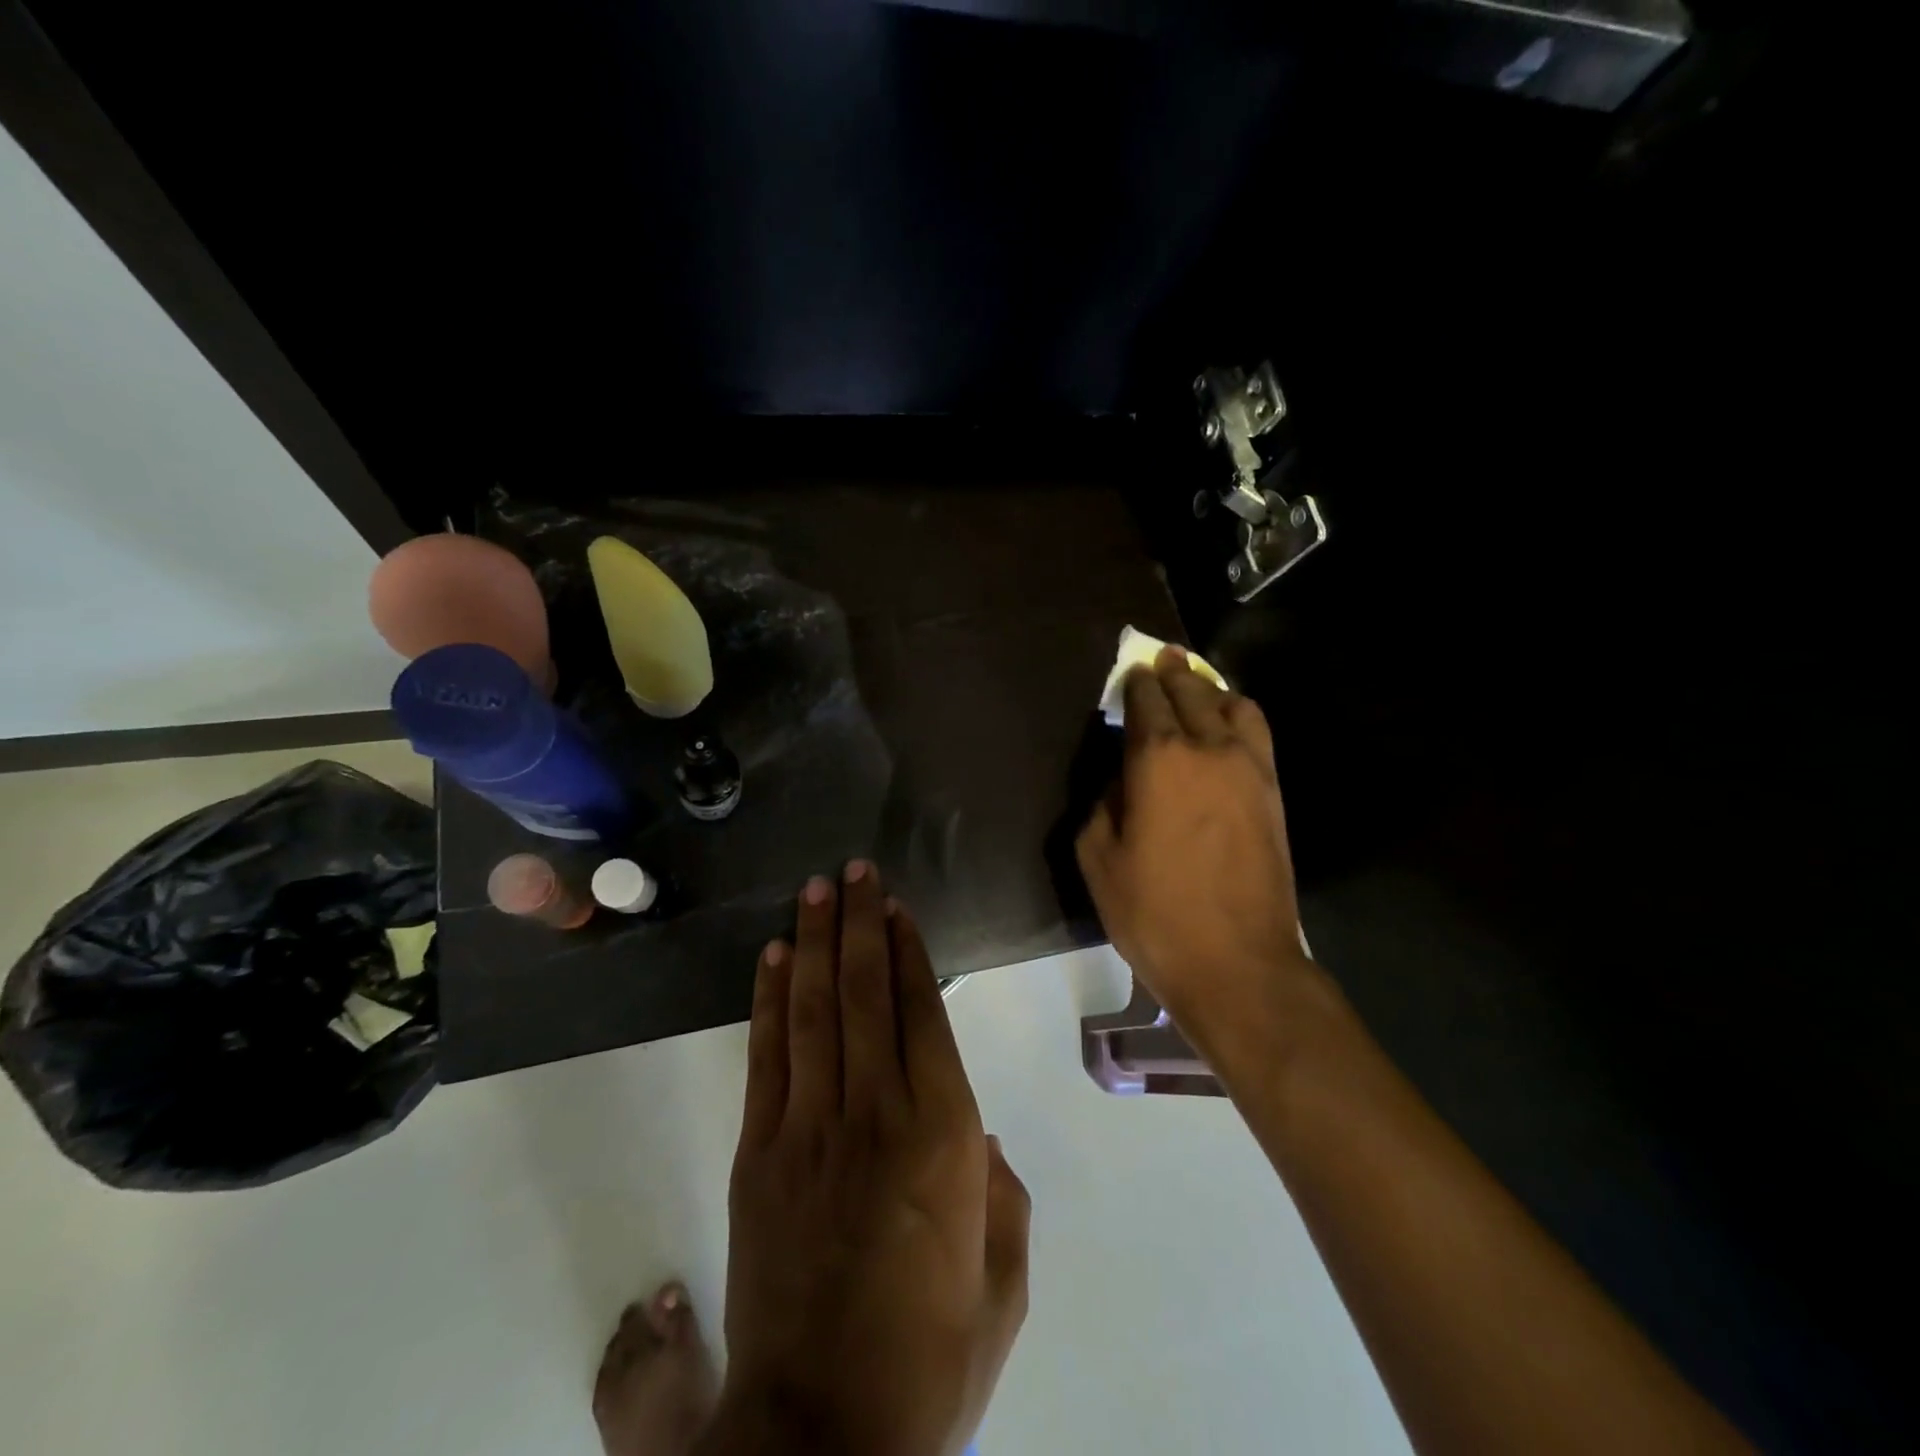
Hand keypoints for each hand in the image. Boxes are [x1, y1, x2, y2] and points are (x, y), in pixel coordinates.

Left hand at [708, 863, 1029, 1455]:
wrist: (823, 1434)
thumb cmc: (930, 1357)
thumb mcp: (1002, 1282)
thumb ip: (1002, 1197)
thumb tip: (978, 1135)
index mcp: (943, 1135)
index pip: (921, 1013)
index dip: (908, 952)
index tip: (898, 907)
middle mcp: (875, 1111)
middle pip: (864, 992)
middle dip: (860, 923)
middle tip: (856, 870)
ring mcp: (810, 1127)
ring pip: (813, 1009)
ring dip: (815, 942)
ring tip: (818, 890)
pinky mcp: (760, 1153)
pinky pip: (768, 1056)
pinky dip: (770, 999)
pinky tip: (772, 957)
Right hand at [1075, 646, 1311, 1025]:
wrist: (1237, 962)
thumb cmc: (1154, 912)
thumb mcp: (1098, 859)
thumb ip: (1101, 806)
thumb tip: (1119, 783)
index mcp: (1159, 758)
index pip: (1147, 700)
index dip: (1135, 683)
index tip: (1129, 673)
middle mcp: (1209, 748)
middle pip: (1192, 691)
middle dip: (1172, 673)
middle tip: (1160, 660)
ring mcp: (1250, 768)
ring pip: (1234, 705)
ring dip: (1211, 690)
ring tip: (1196, 688)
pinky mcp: (1274, 793)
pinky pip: (1258, 734)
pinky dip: (1238, 717)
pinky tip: (1227, 727)